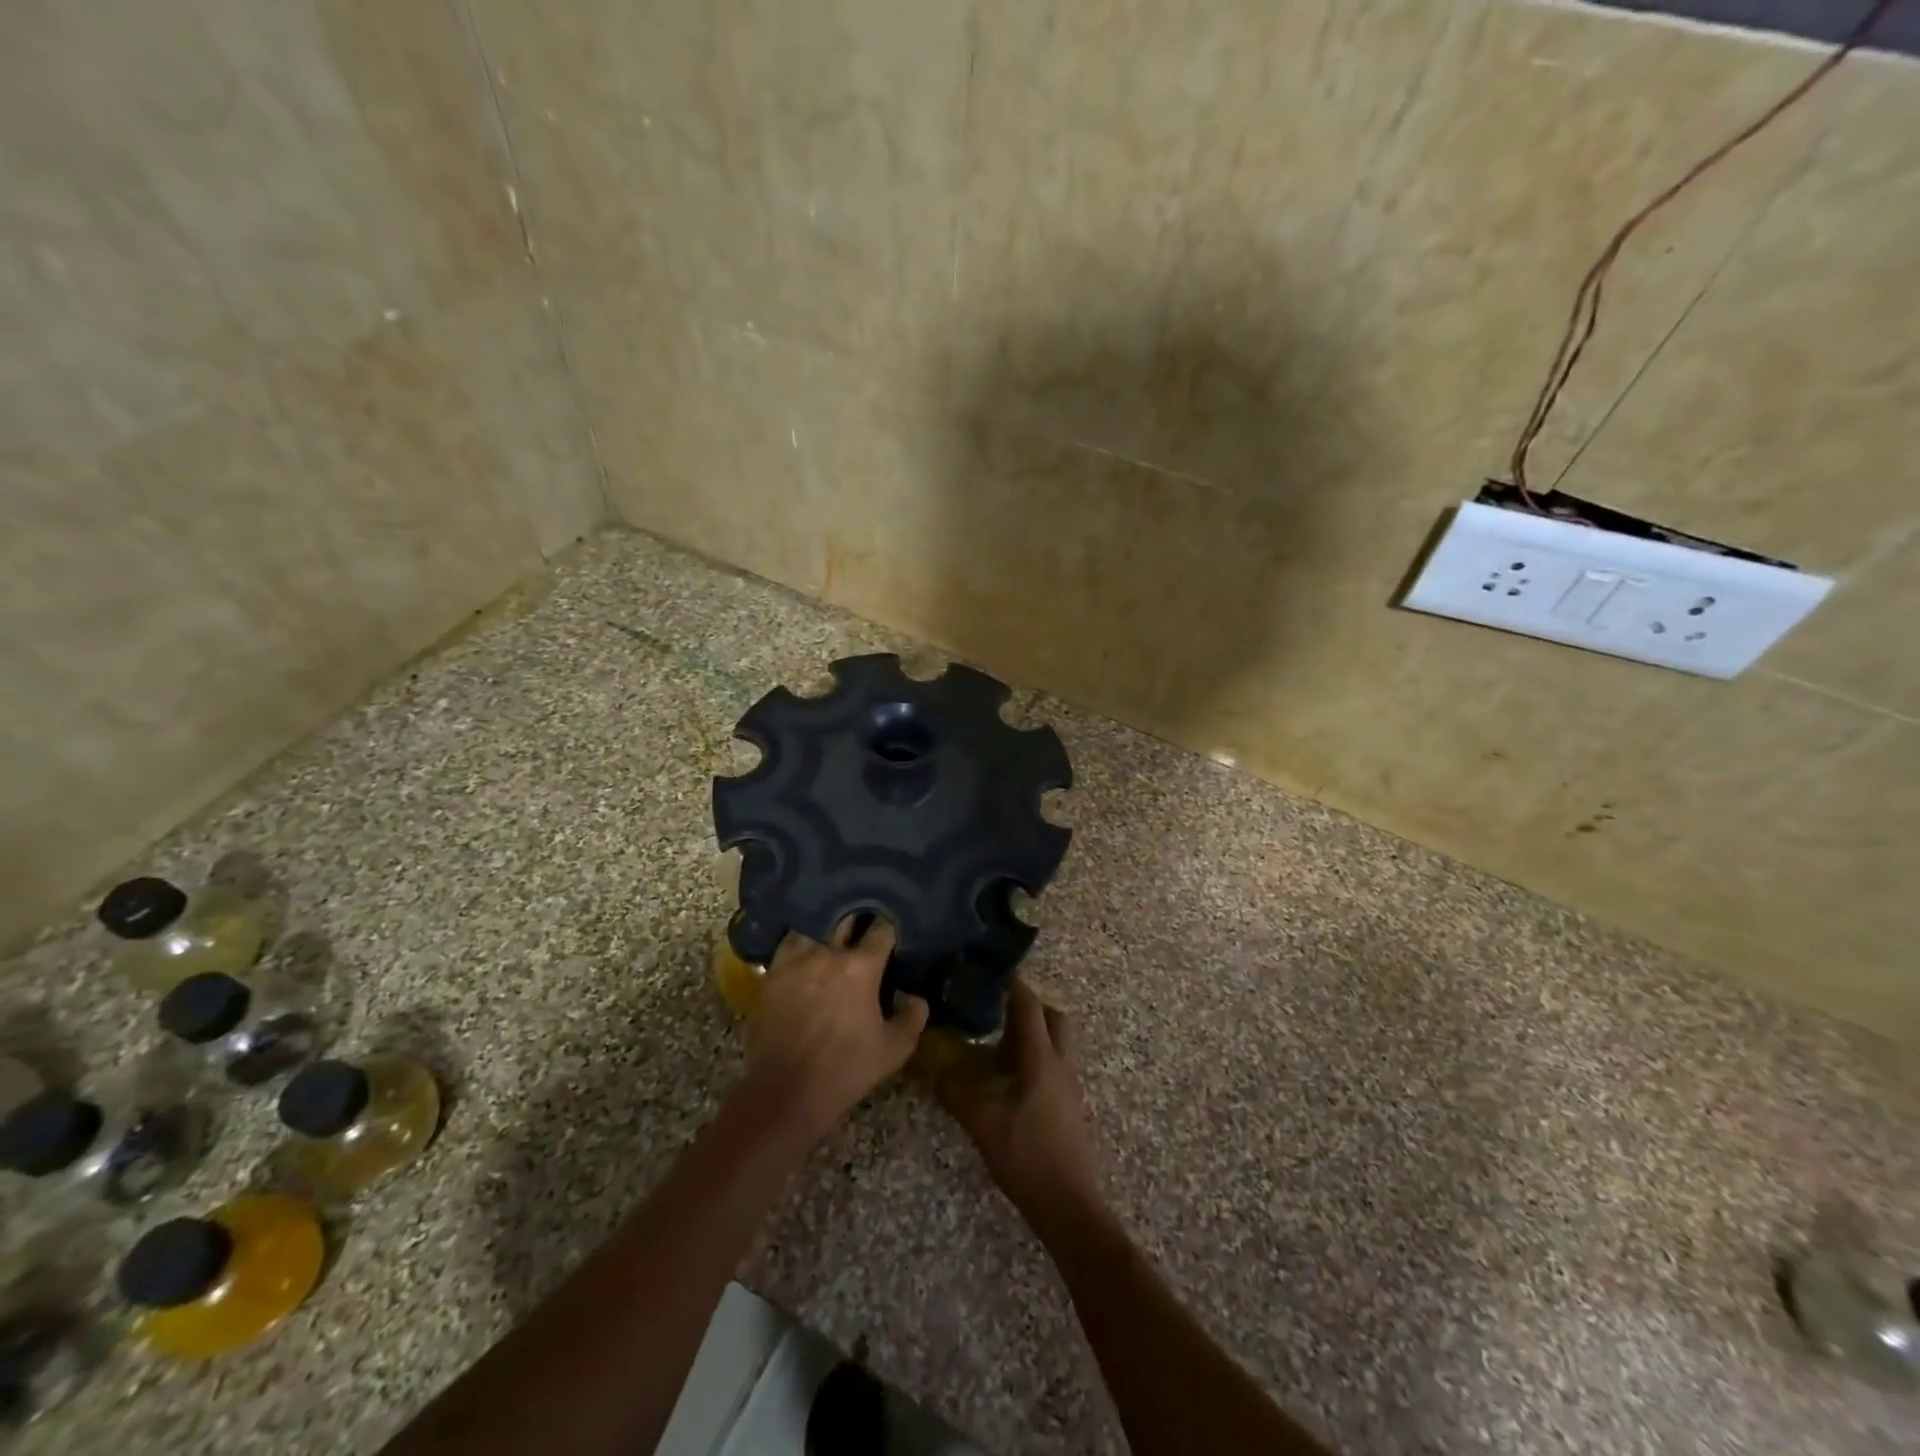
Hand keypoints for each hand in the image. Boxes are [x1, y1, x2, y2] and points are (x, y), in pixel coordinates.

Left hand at [744, 917, 929, 1140]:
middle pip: (846, 918)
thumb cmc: (845, 1070)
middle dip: (859, 919)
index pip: (882, 929)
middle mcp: (827, 953)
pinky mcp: (772, 974)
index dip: (891, 926)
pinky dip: (801, 943)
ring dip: (827, 928)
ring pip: (814, 926)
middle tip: (866, 927)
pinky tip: (807, 952)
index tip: (894, 931)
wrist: (784, 1092)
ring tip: (834, 935)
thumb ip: (913, 1016)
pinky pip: (789, 945)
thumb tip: (914, 996)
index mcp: (861, 967)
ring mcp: (795, 960)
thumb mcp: (894, 1050)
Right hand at [937, 980, 1103, 1228]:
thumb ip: (956, 1091)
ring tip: (999, 1042)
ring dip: (1034, 1032)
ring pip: (1057, 1041)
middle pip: (1053, 1017)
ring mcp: (1070, 1085)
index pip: (1029, 1006)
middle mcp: (1061, 1063)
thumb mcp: (982, 1122)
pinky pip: (1056, 1064)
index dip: (1013, 985)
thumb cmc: (1026, 1156)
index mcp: (1041, 1058)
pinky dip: (1036, 1057)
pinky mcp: (1070, 1104)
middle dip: (1029, 1006)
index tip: (991, 972)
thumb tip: (932, 1065)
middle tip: (998, 1008)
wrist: (1070, 1205)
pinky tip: (1011, 1078)